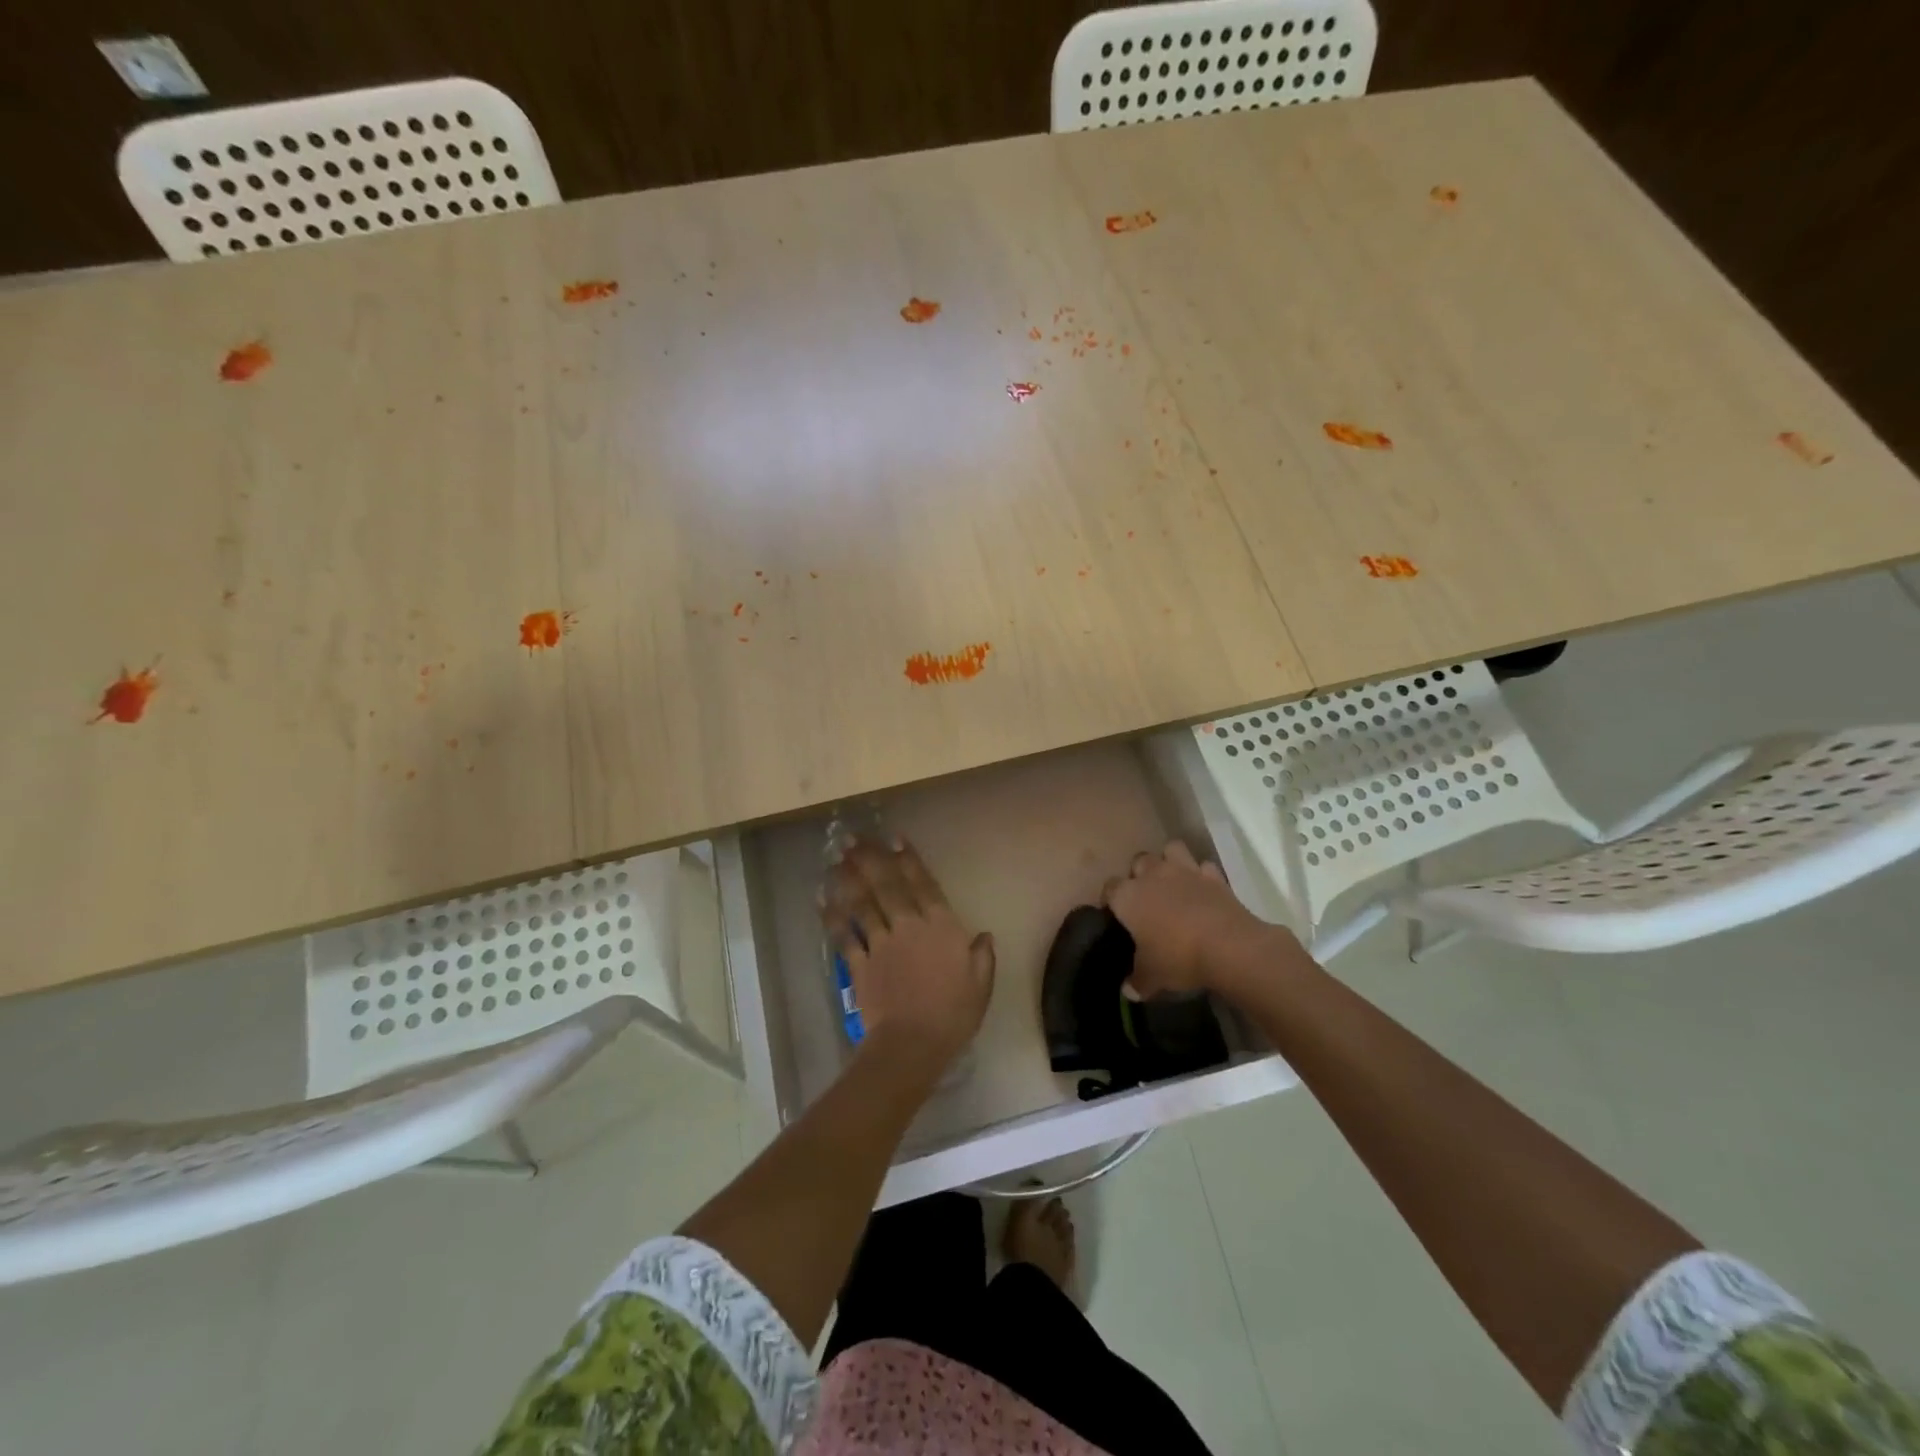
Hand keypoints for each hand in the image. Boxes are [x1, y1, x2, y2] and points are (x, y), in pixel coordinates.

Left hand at [821, 837, 994, 1069]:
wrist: (912, 1043)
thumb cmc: (953, 1014)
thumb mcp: (981, 984)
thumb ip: (982, 956)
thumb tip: (984, 935)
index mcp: (941, 927)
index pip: (924, 885)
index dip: (909, 860)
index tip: (894, 838)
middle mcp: (909, 926)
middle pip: (887, 885)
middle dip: (870, 858)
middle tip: (852, 837)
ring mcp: (881, 943)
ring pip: (863, 903)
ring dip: (849, 879)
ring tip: (836, 859)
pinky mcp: (859, 964)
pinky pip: (845, 935)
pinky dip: (833, 917)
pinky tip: (822, 900)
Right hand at [1103, 840, 1279, 998]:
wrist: (1229, 947)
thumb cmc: (1178, 958)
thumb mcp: (1152, 976)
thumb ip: (1137, 980)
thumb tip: (1128, 990)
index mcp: (1128, 896)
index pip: (1109, 888)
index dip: (1110, 900)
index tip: (1115, 914)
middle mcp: (1152, 875)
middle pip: (1139, 861)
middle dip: (1139, 874)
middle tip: (1146, 897)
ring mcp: (1185, 871)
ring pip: (1171, 850)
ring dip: (1169, 861)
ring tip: (1173, 882)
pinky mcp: (1214, 876)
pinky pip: (1203, 866)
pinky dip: (1202, 875)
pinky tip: (1203, 891)